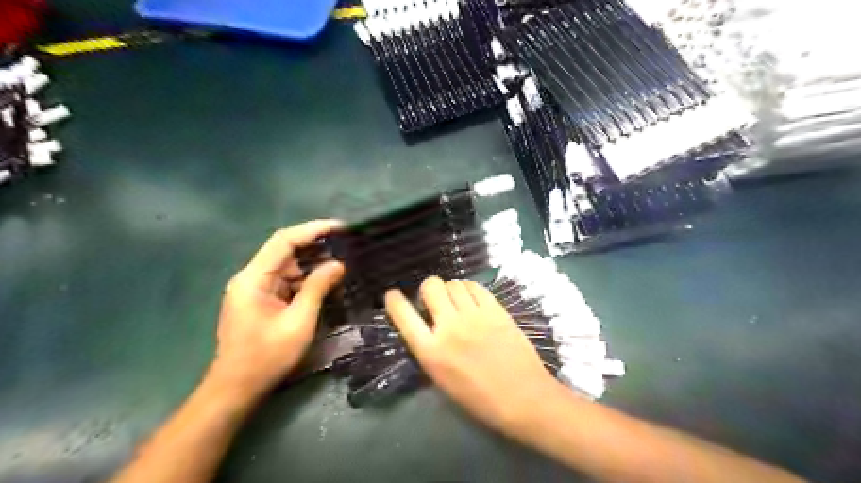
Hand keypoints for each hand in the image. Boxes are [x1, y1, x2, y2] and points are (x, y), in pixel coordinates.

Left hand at [206, 221, 344, 405]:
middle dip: (316, 249)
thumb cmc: (266, 357)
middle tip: (347, 248)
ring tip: (343, 265)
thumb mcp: (298, 321)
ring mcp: (255, 290)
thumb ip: (317, 288)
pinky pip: (286, 283)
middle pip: (286, 253)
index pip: (284, 241)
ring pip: (288, 268)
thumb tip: (337, 264)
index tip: (339, 227)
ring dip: (313, 267)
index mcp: (254, 278)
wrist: (236, 389)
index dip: (312, 229)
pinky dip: (306, 282)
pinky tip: (326, 284)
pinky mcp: (260, 301)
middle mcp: (251, 278)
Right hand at [383, 277, 558, 431]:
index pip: (403, 315)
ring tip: (456, 301)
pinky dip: (469, 289)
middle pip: (431, 286)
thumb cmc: (480, 398)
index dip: (394, 301)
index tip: (393, 295)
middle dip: (428, 289)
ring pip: (453, 283)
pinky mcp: (495, 310)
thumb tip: (425, 325)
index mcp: (431, 352)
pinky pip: (475, 286)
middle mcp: (449, 327)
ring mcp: (474, 316)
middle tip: (435, 301)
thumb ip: (430, 349)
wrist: (523, 397)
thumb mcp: (442, 379)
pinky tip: (472, 299)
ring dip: (450, 290)